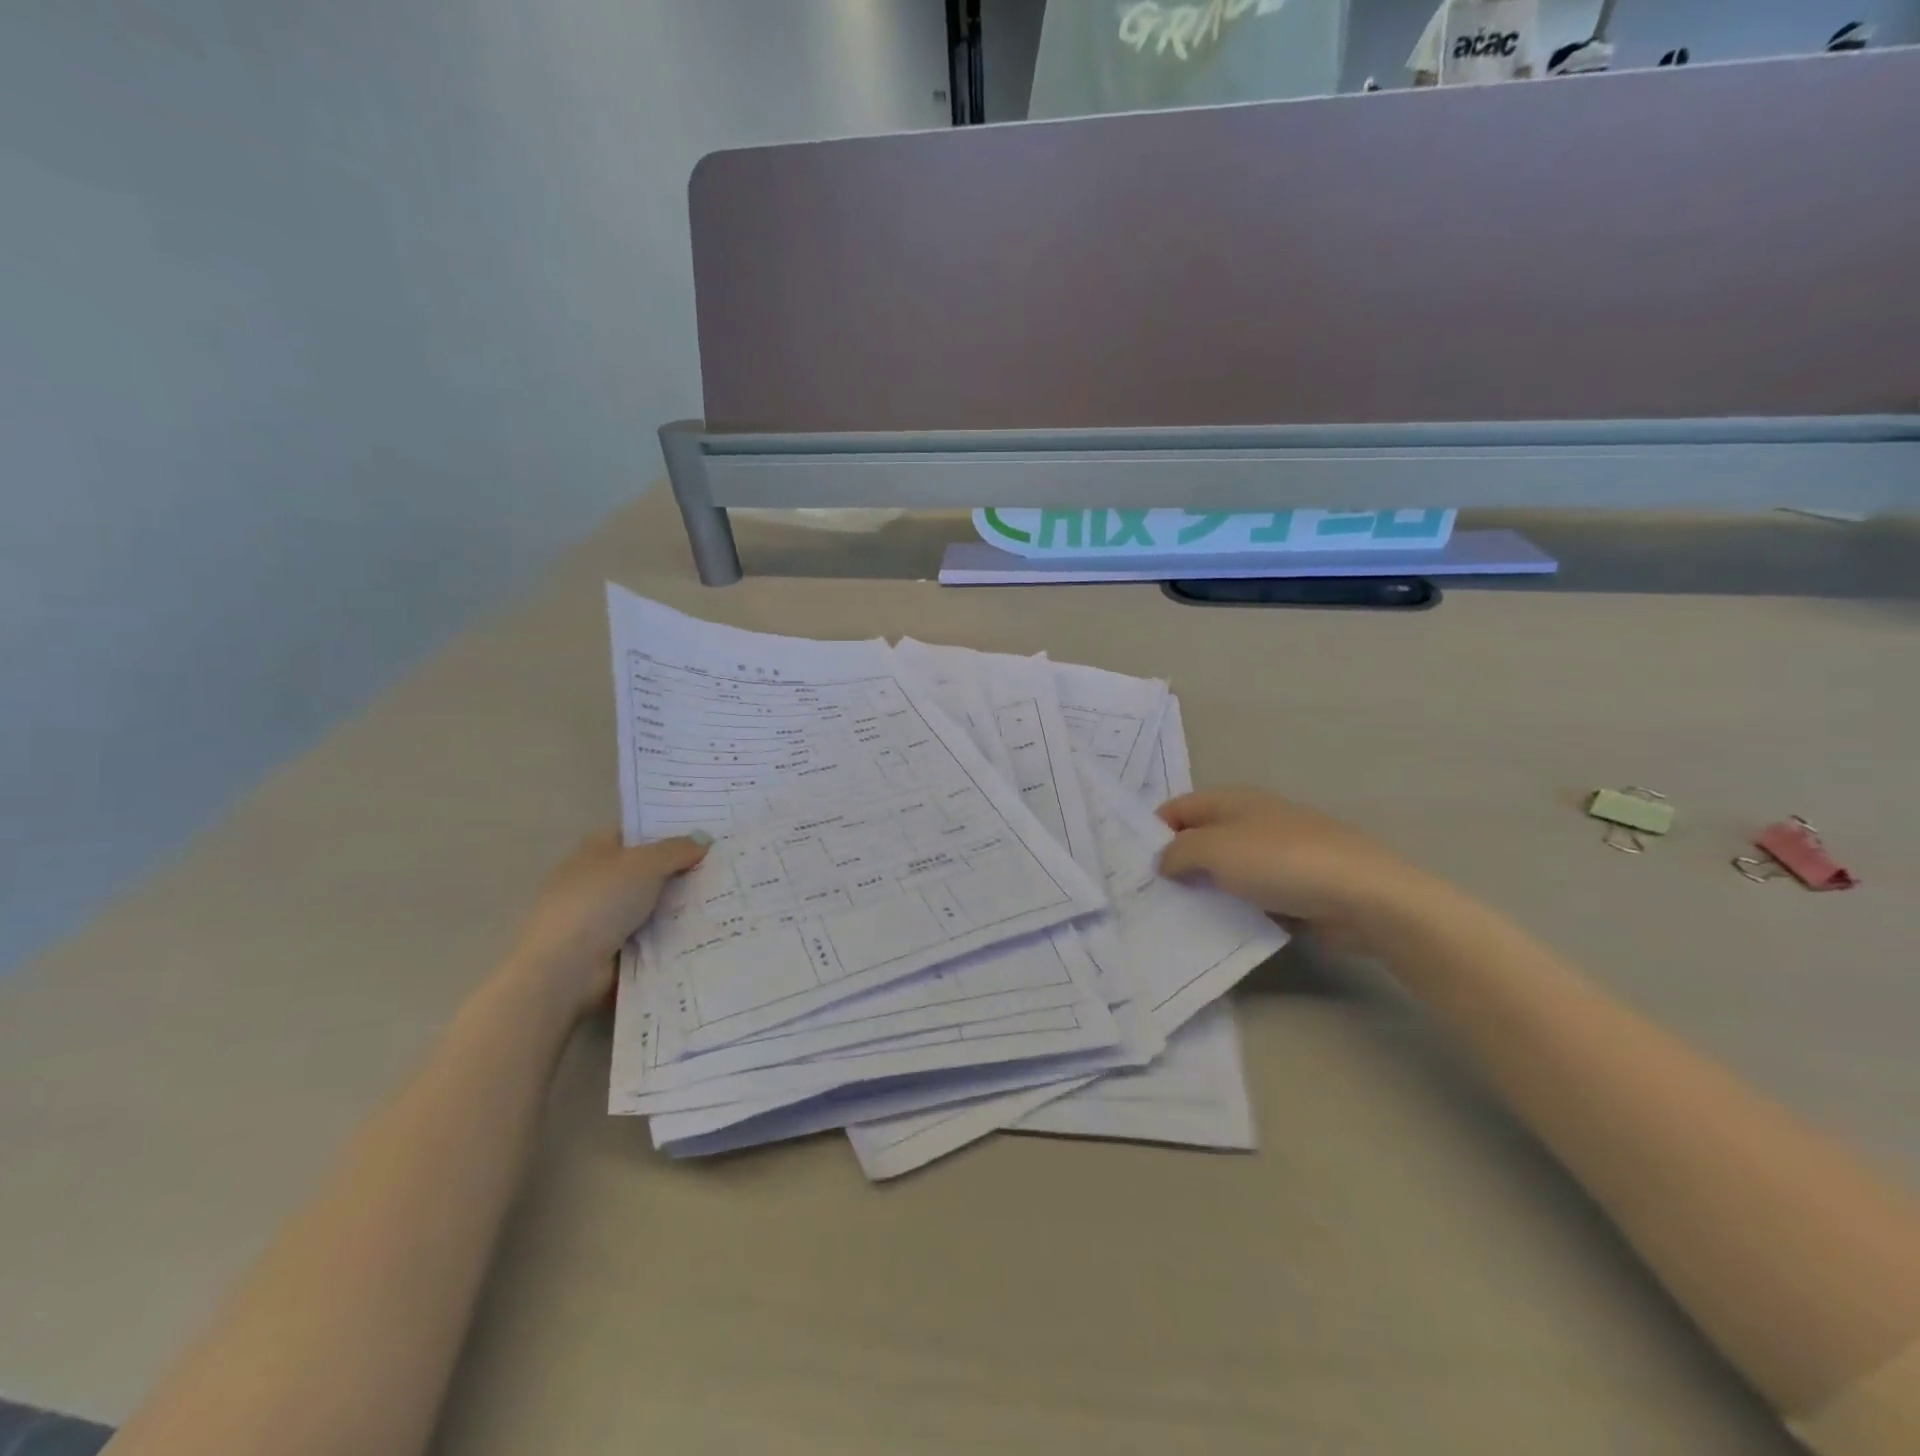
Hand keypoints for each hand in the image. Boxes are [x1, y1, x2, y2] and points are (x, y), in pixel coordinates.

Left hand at [501, 831, 709, 1019]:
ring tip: (725, 899)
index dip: (667, 832)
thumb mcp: (645, 865)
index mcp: (595, 851)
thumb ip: (676, 850)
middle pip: (647, 870)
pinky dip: (672, 933)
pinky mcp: (610, 949)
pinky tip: (706, 928)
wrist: (566, 968)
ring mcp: (602, 917)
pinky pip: (651, 934)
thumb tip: (705, 838)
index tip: (704, 836)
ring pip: (652, 904)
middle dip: (680, 870)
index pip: (635, 834)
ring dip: (680, 905)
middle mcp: (597, 880)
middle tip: (723, 868)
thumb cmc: (600, 902)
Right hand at [1156, 789, 1443, 948]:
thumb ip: (1179, 852)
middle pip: (1199, 838)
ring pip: (1224, 869)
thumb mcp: (1215, 849)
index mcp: (1232, 800)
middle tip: (1146, 895)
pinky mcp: (1293, 886)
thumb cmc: (1280, 861)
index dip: (1152, 831)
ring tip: (1173, 916)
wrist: (1362, 895)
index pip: (1177, 808)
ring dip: (1203, 889)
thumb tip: (1164, 861)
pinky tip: (1217, 928)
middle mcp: (1251, 820)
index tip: (1131, 865)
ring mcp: (1275, 853)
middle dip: (1174, 863)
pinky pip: (1249, 894)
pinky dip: (1232, 907)